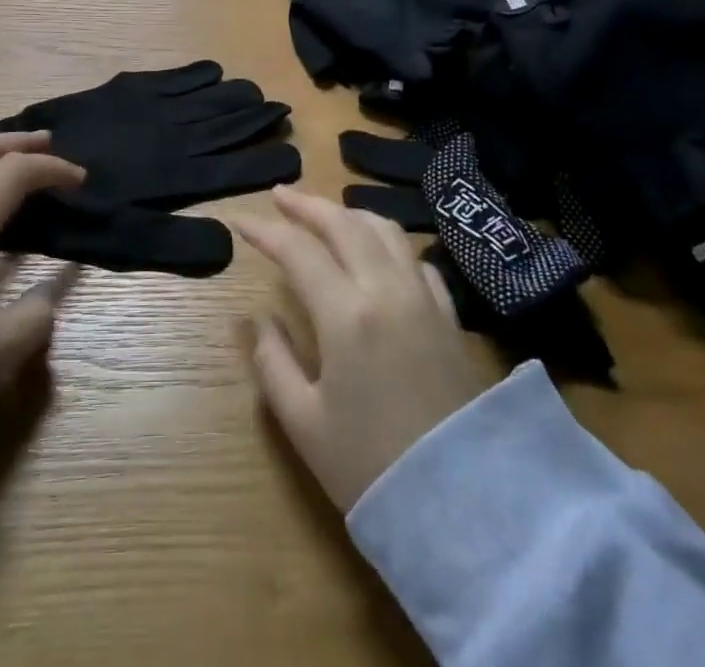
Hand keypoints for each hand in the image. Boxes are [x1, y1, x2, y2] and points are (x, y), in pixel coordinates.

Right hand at [237, 188, 486, 511]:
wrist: (466, 508)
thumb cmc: (372, 468)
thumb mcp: (304, 424)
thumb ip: (273, 362)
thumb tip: (258, 319)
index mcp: (346, 313)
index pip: (297, 250)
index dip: (263, 230)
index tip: (238, 219)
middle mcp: (386, 290)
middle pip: (343, 224)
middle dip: (306, 205)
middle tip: (279, 195)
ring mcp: (423, 299)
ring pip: (384, 231)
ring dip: (349, 214)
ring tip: (326, 215)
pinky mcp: (449, 317)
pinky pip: (416, 259)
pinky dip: (389, 243)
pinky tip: (379, 254)